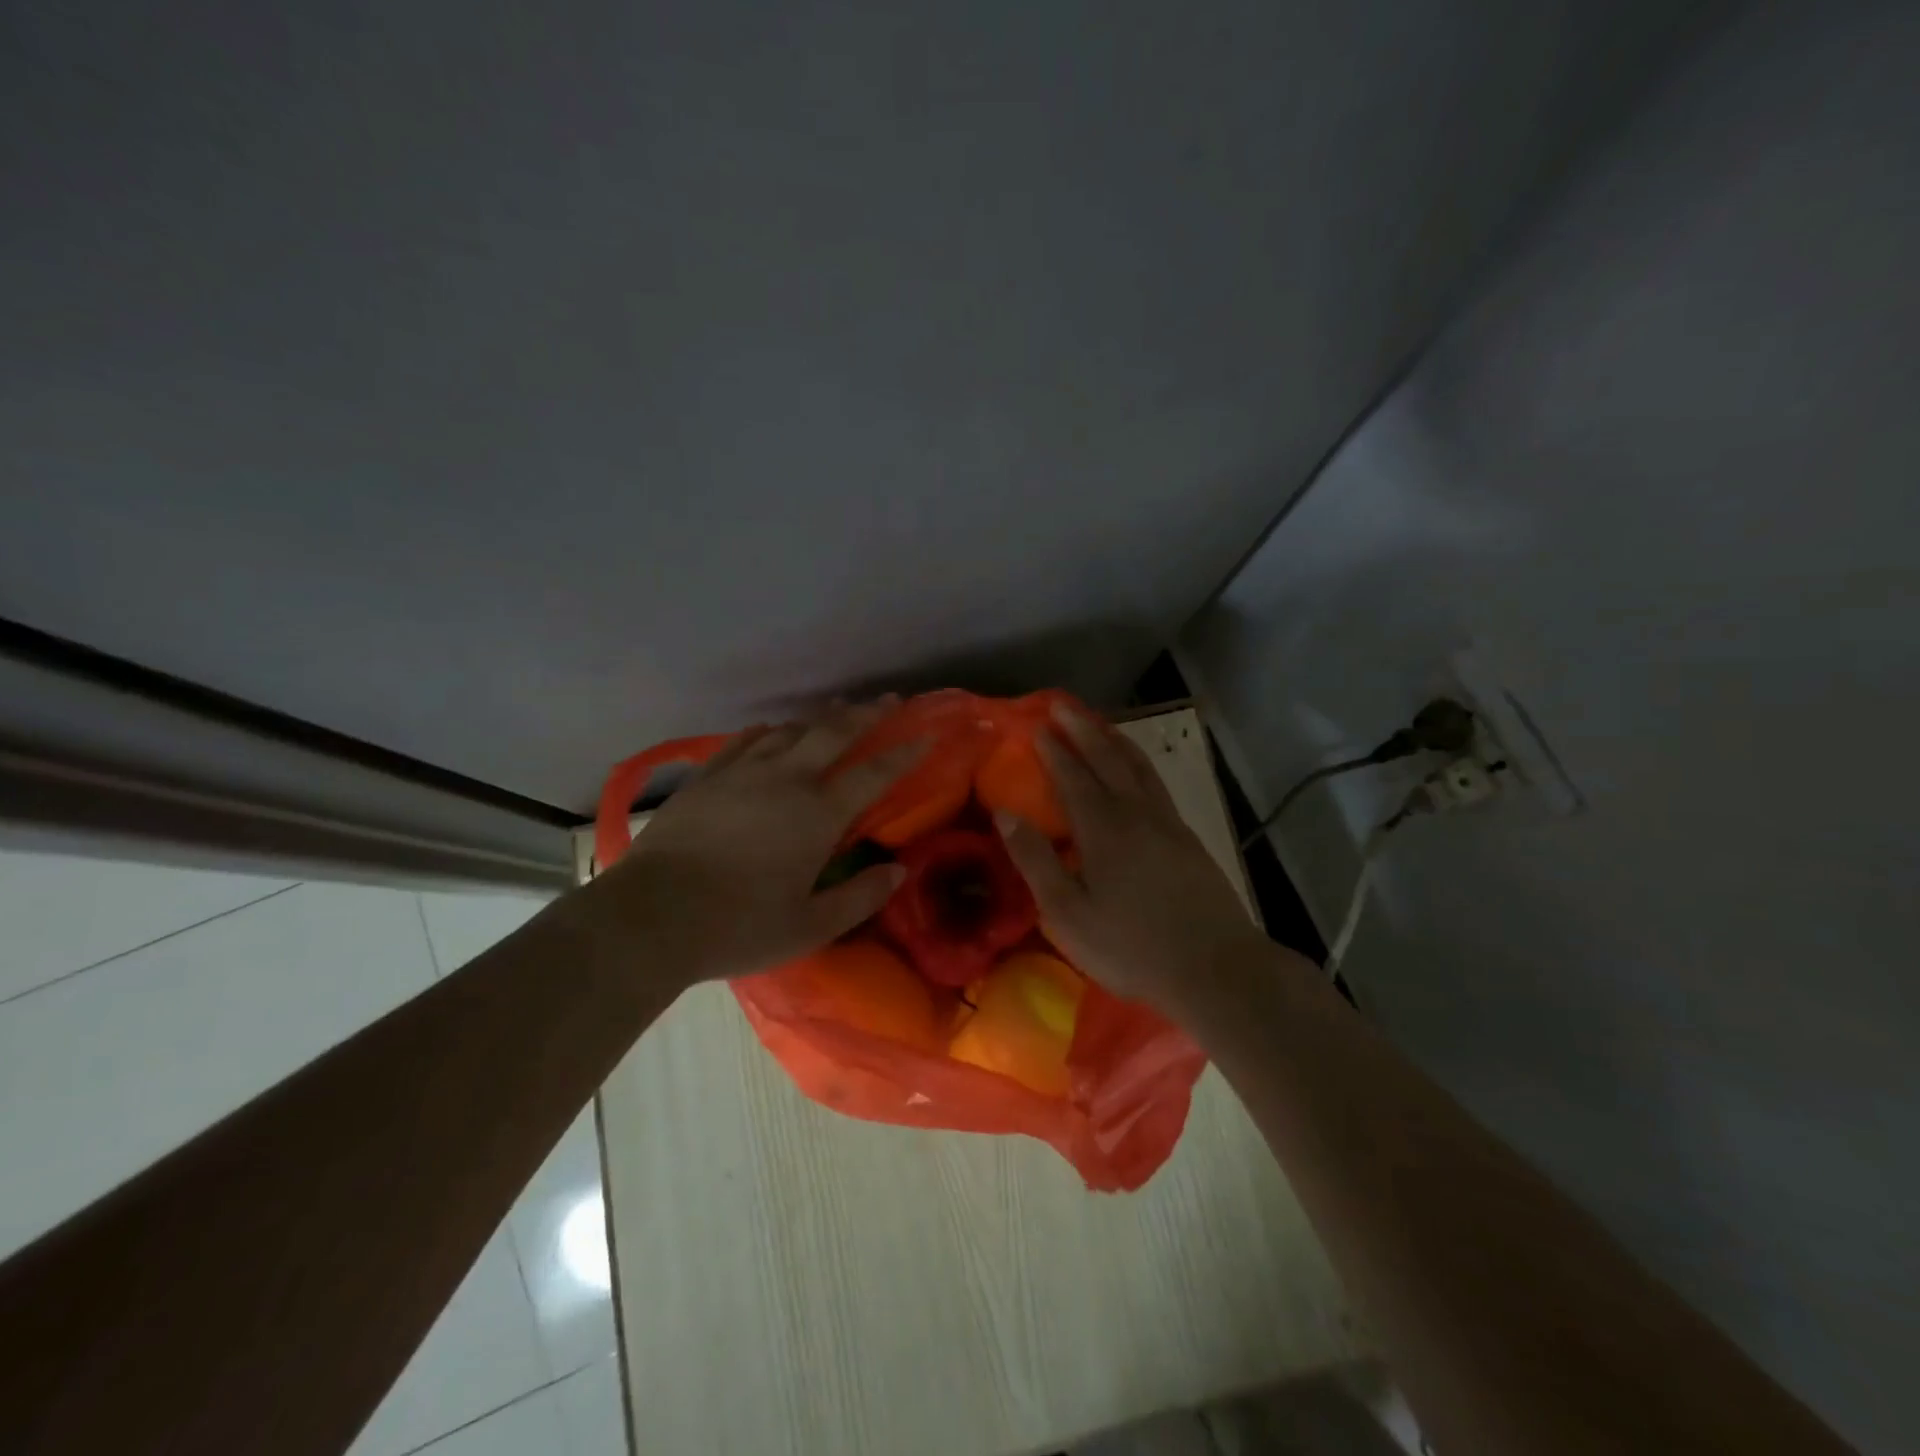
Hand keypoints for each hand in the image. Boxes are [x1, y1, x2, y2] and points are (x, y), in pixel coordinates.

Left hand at [588, 701, 920, 987]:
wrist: (651, 916)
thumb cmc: (738, 927)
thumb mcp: (810, 927)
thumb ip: (861, 898)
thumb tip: (899, 871)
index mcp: (819, 815)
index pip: (874, 774)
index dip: (905, 753)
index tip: (926, 734)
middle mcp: (787, 780)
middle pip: (834, 733)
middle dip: (866, 714)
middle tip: (888, 699)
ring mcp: (743, 772)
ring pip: (791, 731)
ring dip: (820, 719)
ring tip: (836, 712)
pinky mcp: (708, 777)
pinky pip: (744, 741)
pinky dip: (767, 732)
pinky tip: (771, 730)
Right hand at [996, 705, 1271, 1016]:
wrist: (1215, 967)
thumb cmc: (1131, 946)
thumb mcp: (1068, 912)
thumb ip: (1035, 860)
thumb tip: (1005, 814)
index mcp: (1103, 828)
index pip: (1072, 776)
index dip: (1053, 750)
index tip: (1036, 725)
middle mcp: (1136, 812)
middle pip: (1107, 758)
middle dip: (1082, 729)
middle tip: (1061, 705)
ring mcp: (1167, 822)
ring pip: (1138, 766)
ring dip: (1114, 739)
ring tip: (1098, 723)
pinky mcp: (1187, 837)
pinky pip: (1156, 782)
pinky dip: (1138, 762)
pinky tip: (1136, 768)